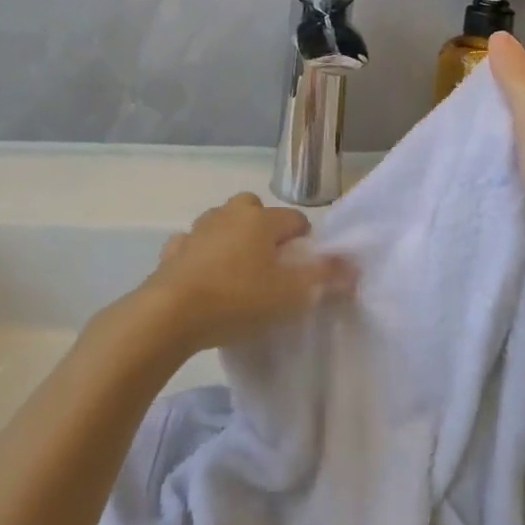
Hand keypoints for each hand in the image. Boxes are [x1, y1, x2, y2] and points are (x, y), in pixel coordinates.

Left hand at [137, 193, 355, 354]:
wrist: (170, 314)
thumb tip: (354, 265)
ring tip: (237, 275)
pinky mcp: (173, 251)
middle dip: (265, 230)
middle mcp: (229, 214)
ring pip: (222, 224)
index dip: (305, 242)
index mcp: (260, 219)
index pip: (295, 219)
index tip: (304, 269)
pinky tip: (203, 280)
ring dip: (231, 240)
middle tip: (270, 267)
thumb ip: (325, 278)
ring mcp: (197, 230)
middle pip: (254, 210)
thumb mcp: (291, 295)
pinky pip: (193, 246)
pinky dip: (200, 256)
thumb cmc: (238, 299)